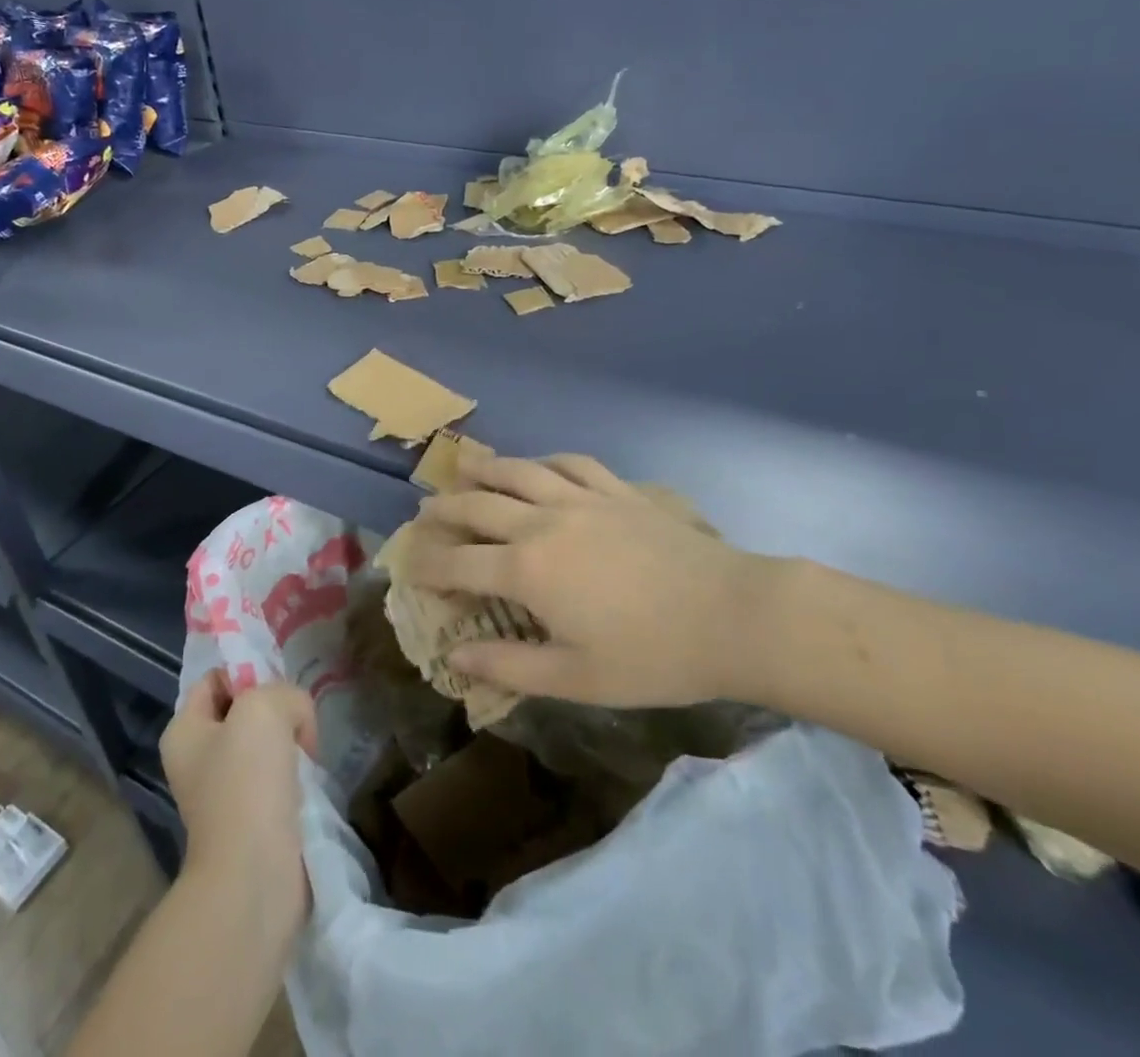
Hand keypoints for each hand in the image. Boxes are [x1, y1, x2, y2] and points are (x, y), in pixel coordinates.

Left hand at [160, 672, 317, 921]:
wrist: (254, 876)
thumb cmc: (247, 783)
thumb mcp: (265, 708)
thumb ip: (284, 692)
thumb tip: (296, 720)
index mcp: (184, 730)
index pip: (217, 678)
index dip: (248, 673)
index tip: (278, 689)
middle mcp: (197, 759)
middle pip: (245, 709)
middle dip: (277, 710)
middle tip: (298, 722)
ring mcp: (224, 792)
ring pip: (266, 743)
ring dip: (291, 743)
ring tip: (306, 755)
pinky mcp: (252, 818)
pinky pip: (279, 777)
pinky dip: (297, 775)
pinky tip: (307, 782)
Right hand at [410, 454, 796, 708]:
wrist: (731, 614)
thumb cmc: (651, 656)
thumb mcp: (575, 678)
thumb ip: (509, 666)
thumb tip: (457, 660)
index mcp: (528, 570)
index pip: (459, 563)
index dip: (427, 565)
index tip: (408, 568)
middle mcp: (543, 522)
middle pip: (478, 506)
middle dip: (444, 510)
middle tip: (425, 514)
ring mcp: (582, 499)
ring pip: (519, 472)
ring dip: (485, 470)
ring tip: (465, 469)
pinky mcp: (617, 491)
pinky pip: (571, 463)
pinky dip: (546, 461)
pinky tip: (540, 466)